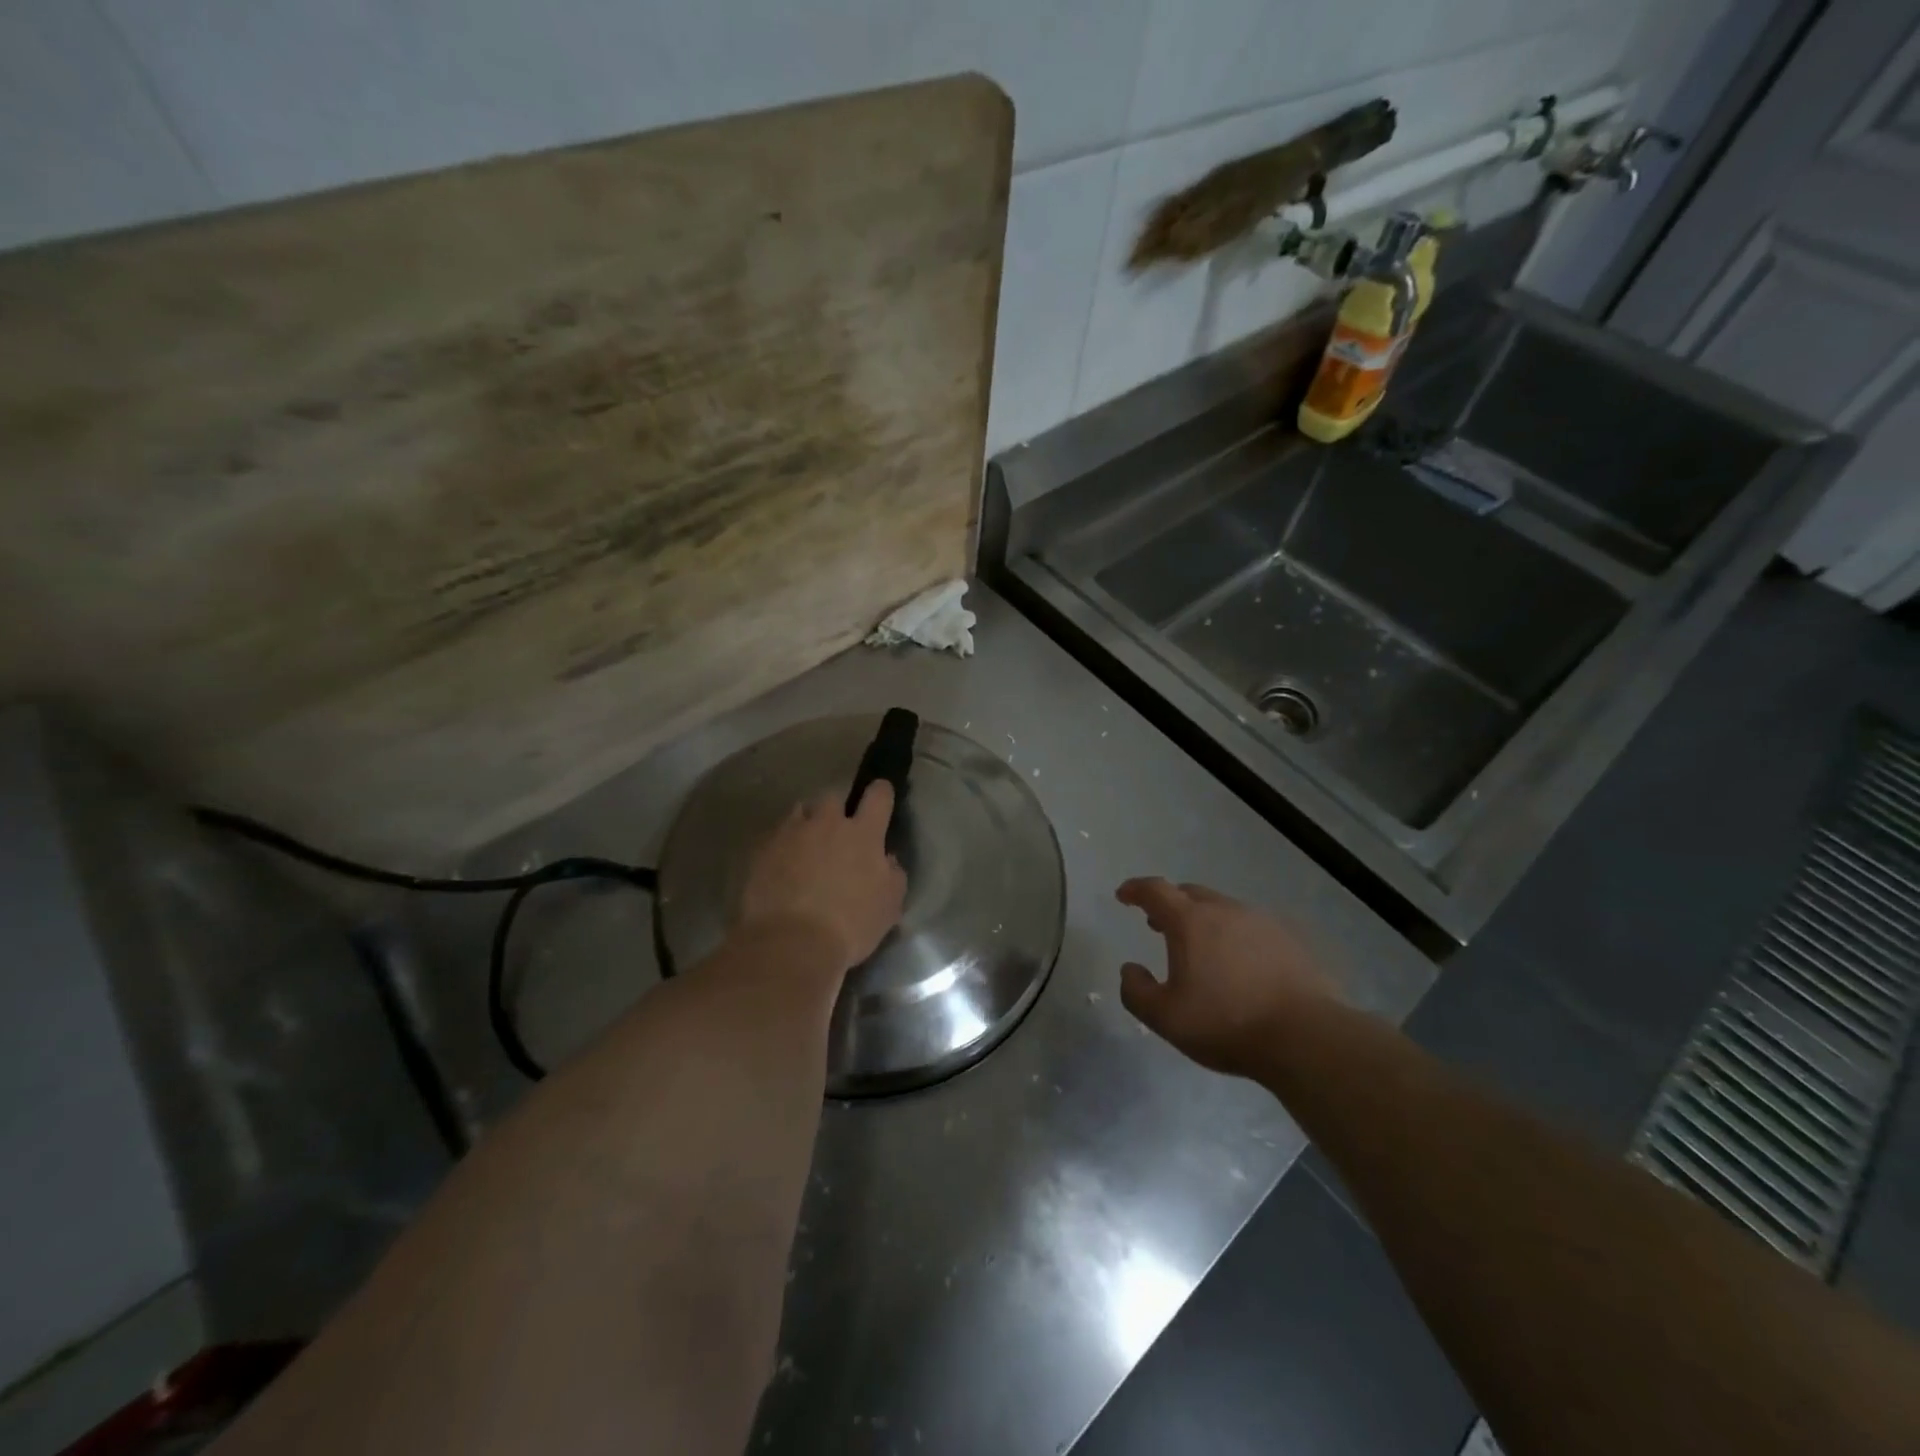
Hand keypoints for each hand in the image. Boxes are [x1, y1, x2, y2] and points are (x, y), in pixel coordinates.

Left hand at [737, 785, 907, 972]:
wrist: (791, 944)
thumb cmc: (850, 926)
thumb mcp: (889, 906)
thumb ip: (893, 874)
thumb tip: (887, 860)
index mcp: (863, 833)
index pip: (878, 795)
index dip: (881, 793)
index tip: (881, 797)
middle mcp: (827, 823)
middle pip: (833, 797)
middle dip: (837, 810)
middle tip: (838, 833)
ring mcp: (791, 834)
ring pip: (800, 812)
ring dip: (807, 823)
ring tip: (806, 847)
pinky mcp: (762, 850)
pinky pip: (776, 837)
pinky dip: (782, 846)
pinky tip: (782, 867)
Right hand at [1116, 878, 1338, 1077]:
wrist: (1306, 1036)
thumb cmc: (1226, 1023)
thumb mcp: (1165, 1018)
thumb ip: (1137, 991)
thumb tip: (1130, 969)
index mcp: (1190, 922)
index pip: (1155, 891)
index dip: (1135, 889)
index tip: (1123, 896)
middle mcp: (1225, 910)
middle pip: (1190, 894)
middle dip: (1170, 904)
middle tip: (1158, 924)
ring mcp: (1261, 922)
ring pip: (1223, 909)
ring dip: (1203, 920)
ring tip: (1199, 947)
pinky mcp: (1289, 940)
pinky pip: (1250, 928)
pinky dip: (1234, 936)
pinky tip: (1238, 964)